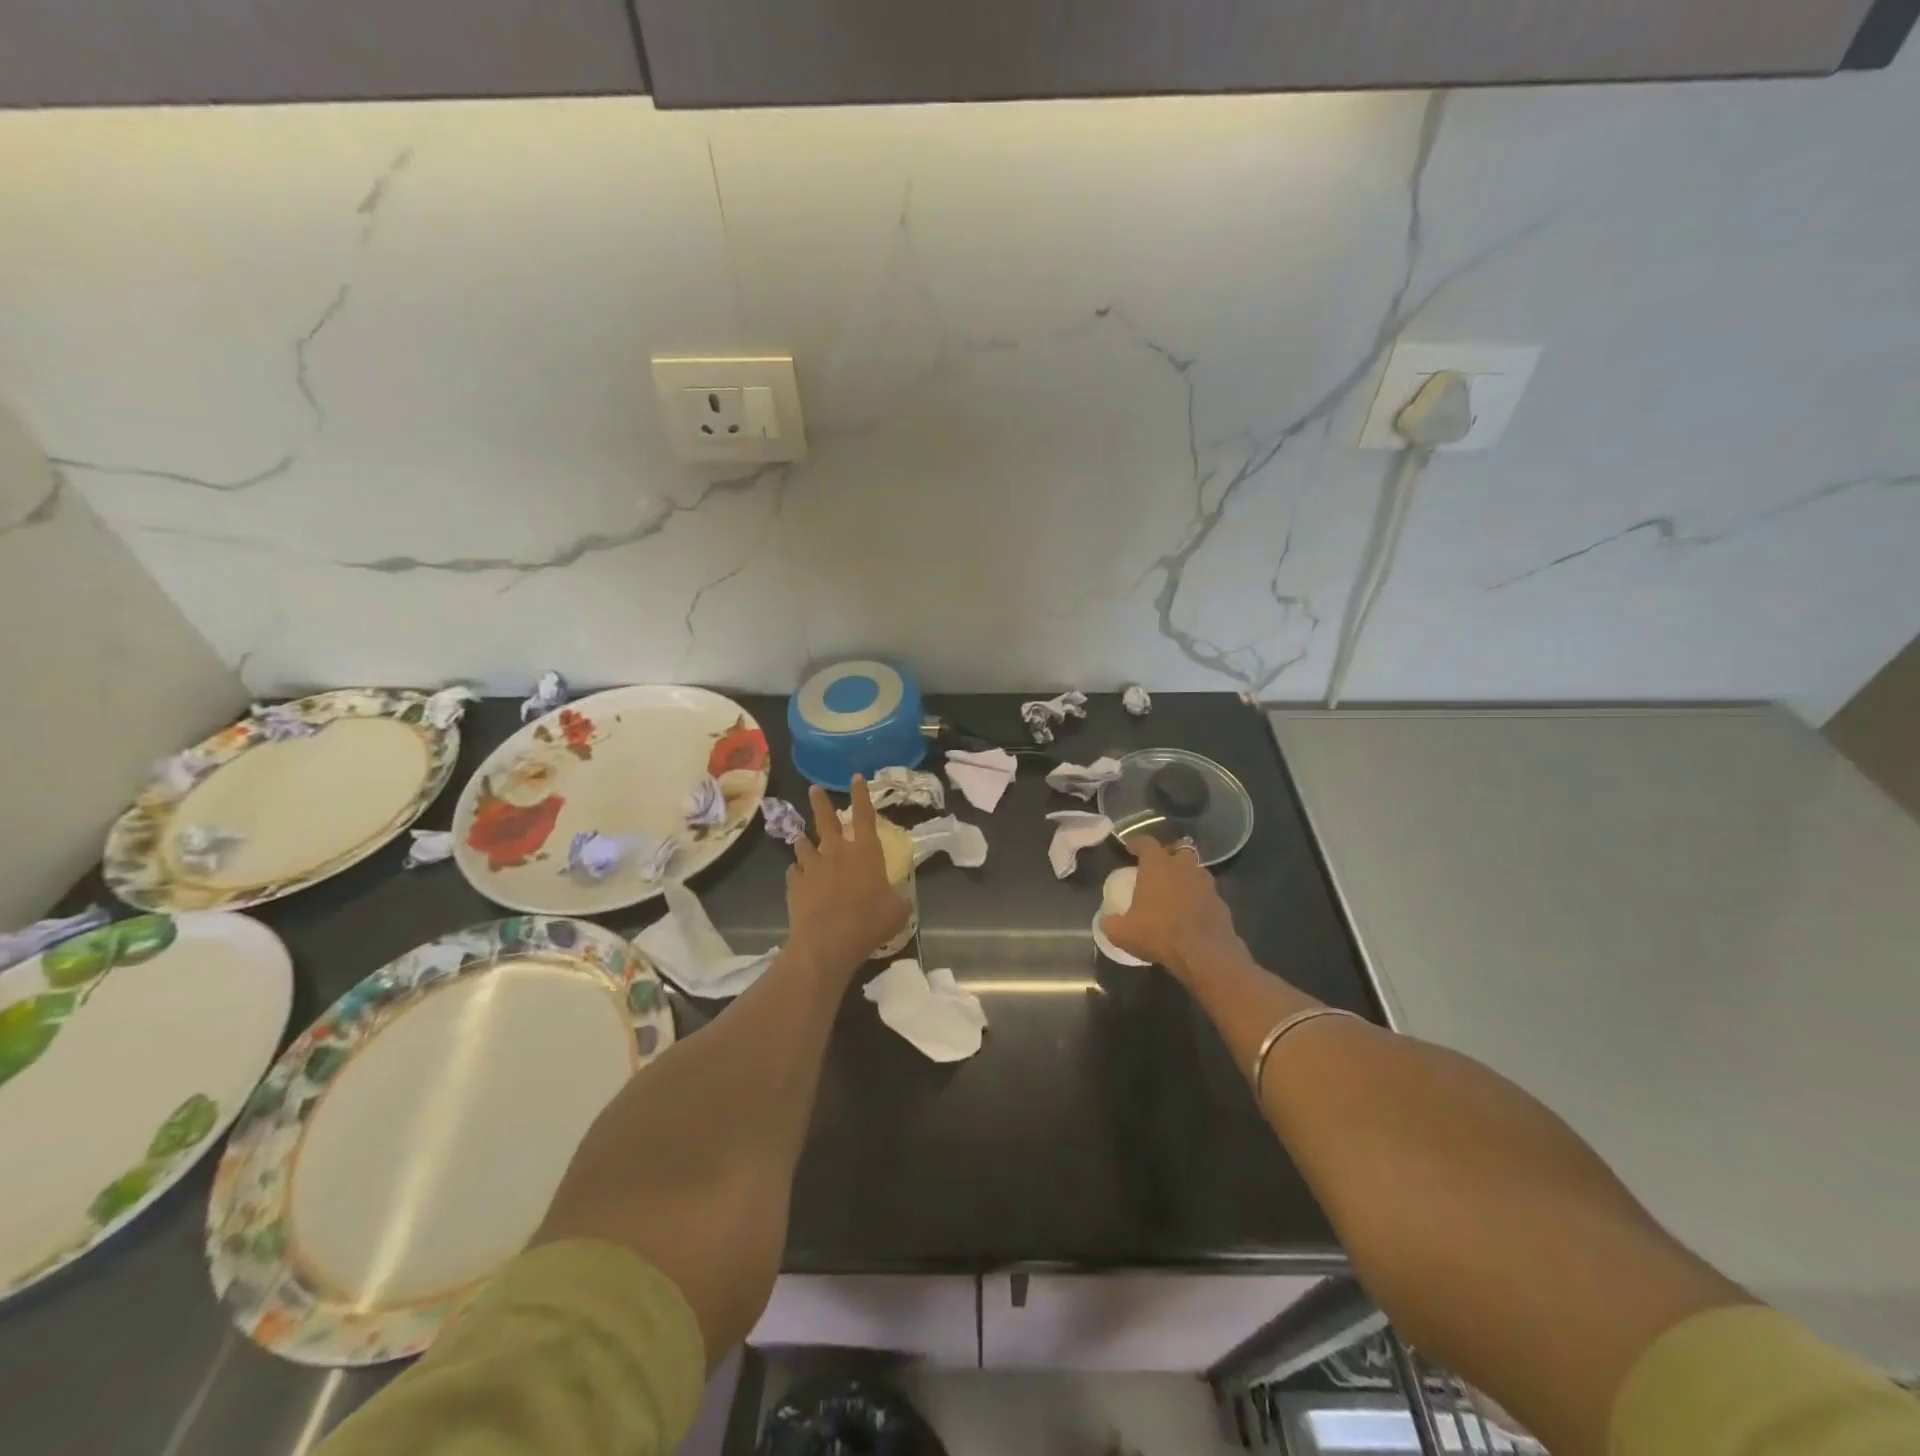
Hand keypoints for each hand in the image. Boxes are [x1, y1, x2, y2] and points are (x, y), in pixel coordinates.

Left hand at [786, 777, 910, 978]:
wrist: (826, 942)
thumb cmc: (869, 923)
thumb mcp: (897, 911)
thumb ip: (898, 899)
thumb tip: (900, 898)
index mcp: (865, 851)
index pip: (864, 814)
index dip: (861, 794)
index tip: (855, 777)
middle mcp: (837, 851)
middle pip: (826, 819)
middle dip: (820, 801)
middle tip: (814, 789)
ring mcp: (812, 866)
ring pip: (804, 844)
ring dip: (804, 840)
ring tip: (801, 837)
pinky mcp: (794, 883)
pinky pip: (794, 871)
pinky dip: (797, 871)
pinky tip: (798, 877)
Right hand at [1102, 837, 1245, 980]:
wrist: (1204, 954)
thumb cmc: (1159, 933)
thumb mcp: (1122, 932)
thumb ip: (1110, 922)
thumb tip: (1105, 920)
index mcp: (1157, 865)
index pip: (1146, 842)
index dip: (1137, 843)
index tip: (1131, 849)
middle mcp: (1183, 866)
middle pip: (1177, 850)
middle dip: (1168, 855)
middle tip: (1158, 868)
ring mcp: (1206, 882)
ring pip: (1194, 870)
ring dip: (1185, 876)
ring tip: (1175, 891)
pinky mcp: (1221, 901)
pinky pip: (1206, 892)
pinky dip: (1198, 897)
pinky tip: (1190, 913)